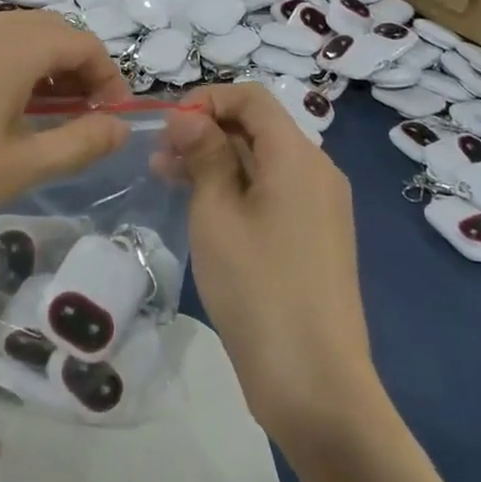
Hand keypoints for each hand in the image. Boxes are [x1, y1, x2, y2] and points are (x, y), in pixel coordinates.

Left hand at [0, 11, 130, 254]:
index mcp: (14, 45)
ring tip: (35, 117)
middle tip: (80, 117)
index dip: (109, 77)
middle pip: (48, 32)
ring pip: (9, 37)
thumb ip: (78, 144)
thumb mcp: (15, 169)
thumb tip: (121, 127)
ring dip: (37, 69)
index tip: (112, 118)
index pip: (83, 43)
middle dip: (76, 70)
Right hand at [164, 85, 379, 446]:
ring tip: (168, 180)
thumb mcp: (217, 213)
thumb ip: (204, 154)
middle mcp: (317, 171)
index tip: (168, 127)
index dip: (206, 99)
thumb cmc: (258, 288)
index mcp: (297, 155)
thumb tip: (188, 116)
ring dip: (217, 162)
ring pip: (262, 162)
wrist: (315, 384)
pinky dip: (237, 190)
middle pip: (257, 128)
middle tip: (159, 159)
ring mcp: (320, 206)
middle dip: (206, 132)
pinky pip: (274, 193)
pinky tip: (203, 209)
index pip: (251, 97)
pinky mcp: (315, 237)